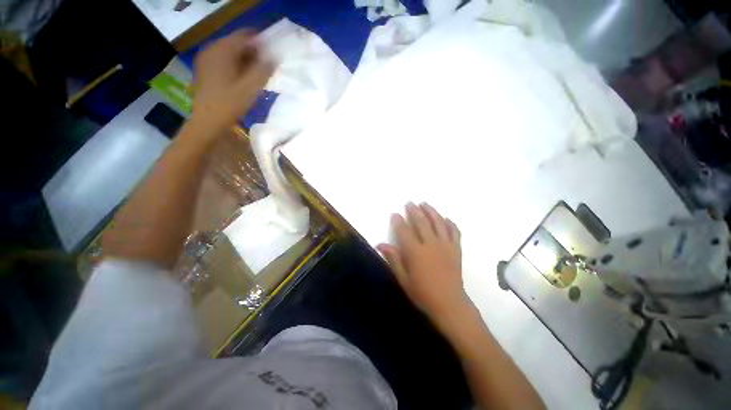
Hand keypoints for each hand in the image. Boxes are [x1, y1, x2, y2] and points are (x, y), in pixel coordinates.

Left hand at [192, 29, 273, 130]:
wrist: (208, 121)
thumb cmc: (230, 104)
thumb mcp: (251, 88)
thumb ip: (264, 69)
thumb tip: (274, 56)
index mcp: (222, 50)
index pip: (245, 35)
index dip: (261, 42)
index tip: (273, 55)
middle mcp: (211, 49)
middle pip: (237, 43)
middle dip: (253, 53)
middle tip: (266, 68)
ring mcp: (206, 59)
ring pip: (230, 53)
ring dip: (245, 60)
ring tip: (256, 75)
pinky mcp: (205, 70)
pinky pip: (224, 61)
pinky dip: (236, 66)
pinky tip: (242, 79)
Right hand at [378, 202, 471, 332]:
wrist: (450, 304)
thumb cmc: (423, 294)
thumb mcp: (403, 279)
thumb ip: (393, 259)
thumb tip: (380, 244)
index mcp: (415, 252)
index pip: (404, 231)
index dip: (398, 221)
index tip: (395, 214)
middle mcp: (431, 244)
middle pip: (421, 222)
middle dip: (414, 210)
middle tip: (410, 202)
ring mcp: (445, 245)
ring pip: (438, 222)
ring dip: (431, 211)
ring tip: (425, 203)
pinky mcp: (456, 249)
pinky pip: (454, 231)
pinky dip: (450, 223)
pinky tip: (445, 218)